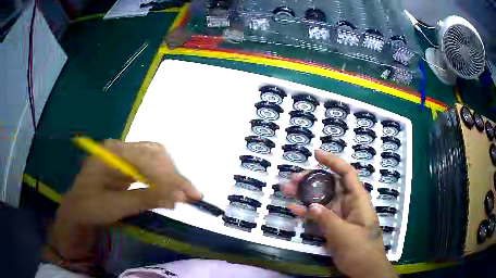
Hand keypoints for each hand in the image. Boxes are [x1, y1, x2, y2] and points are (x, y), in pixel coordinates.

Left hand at [47, 140, 200, 264]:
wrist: (78, 208)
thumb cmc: (90, 208)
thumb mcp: (114, 207)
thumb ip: (143, 199)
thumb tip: (175, 197)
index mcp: (111, 153)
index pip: (145, 159)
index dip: (168, 177)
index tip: (187, 196)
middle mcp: (119, 148)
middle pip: (154, 154)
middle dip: (174, 175)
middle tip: (193, 196)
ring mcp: (123, 154)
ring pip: (155, 157)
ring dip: (172, 176)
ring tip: (186, 194)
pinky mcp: (127, 164)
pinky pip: (150, 166)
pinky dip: (163, 178)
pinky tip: (171, 190)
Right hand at [283, 150, 396, 277]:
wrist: (365, 270)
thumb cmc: (361, 250)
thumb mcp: (344, 235)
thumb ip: (327, 219)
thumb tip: (311, 205)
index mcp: (358, 199)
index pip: (346, 173)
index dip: (332, 161)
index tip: (316, 154)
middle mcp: (349, 204)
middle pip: (330, 185)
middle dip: (312, 180)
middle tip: (292, 180)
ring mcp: (340, 216)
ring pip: (322, 199)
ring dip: (305, 195)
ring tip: (287, 191)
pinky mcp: (333, 227)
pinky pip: (319, 215)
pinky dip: (307, 212)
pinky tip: (293, 209)